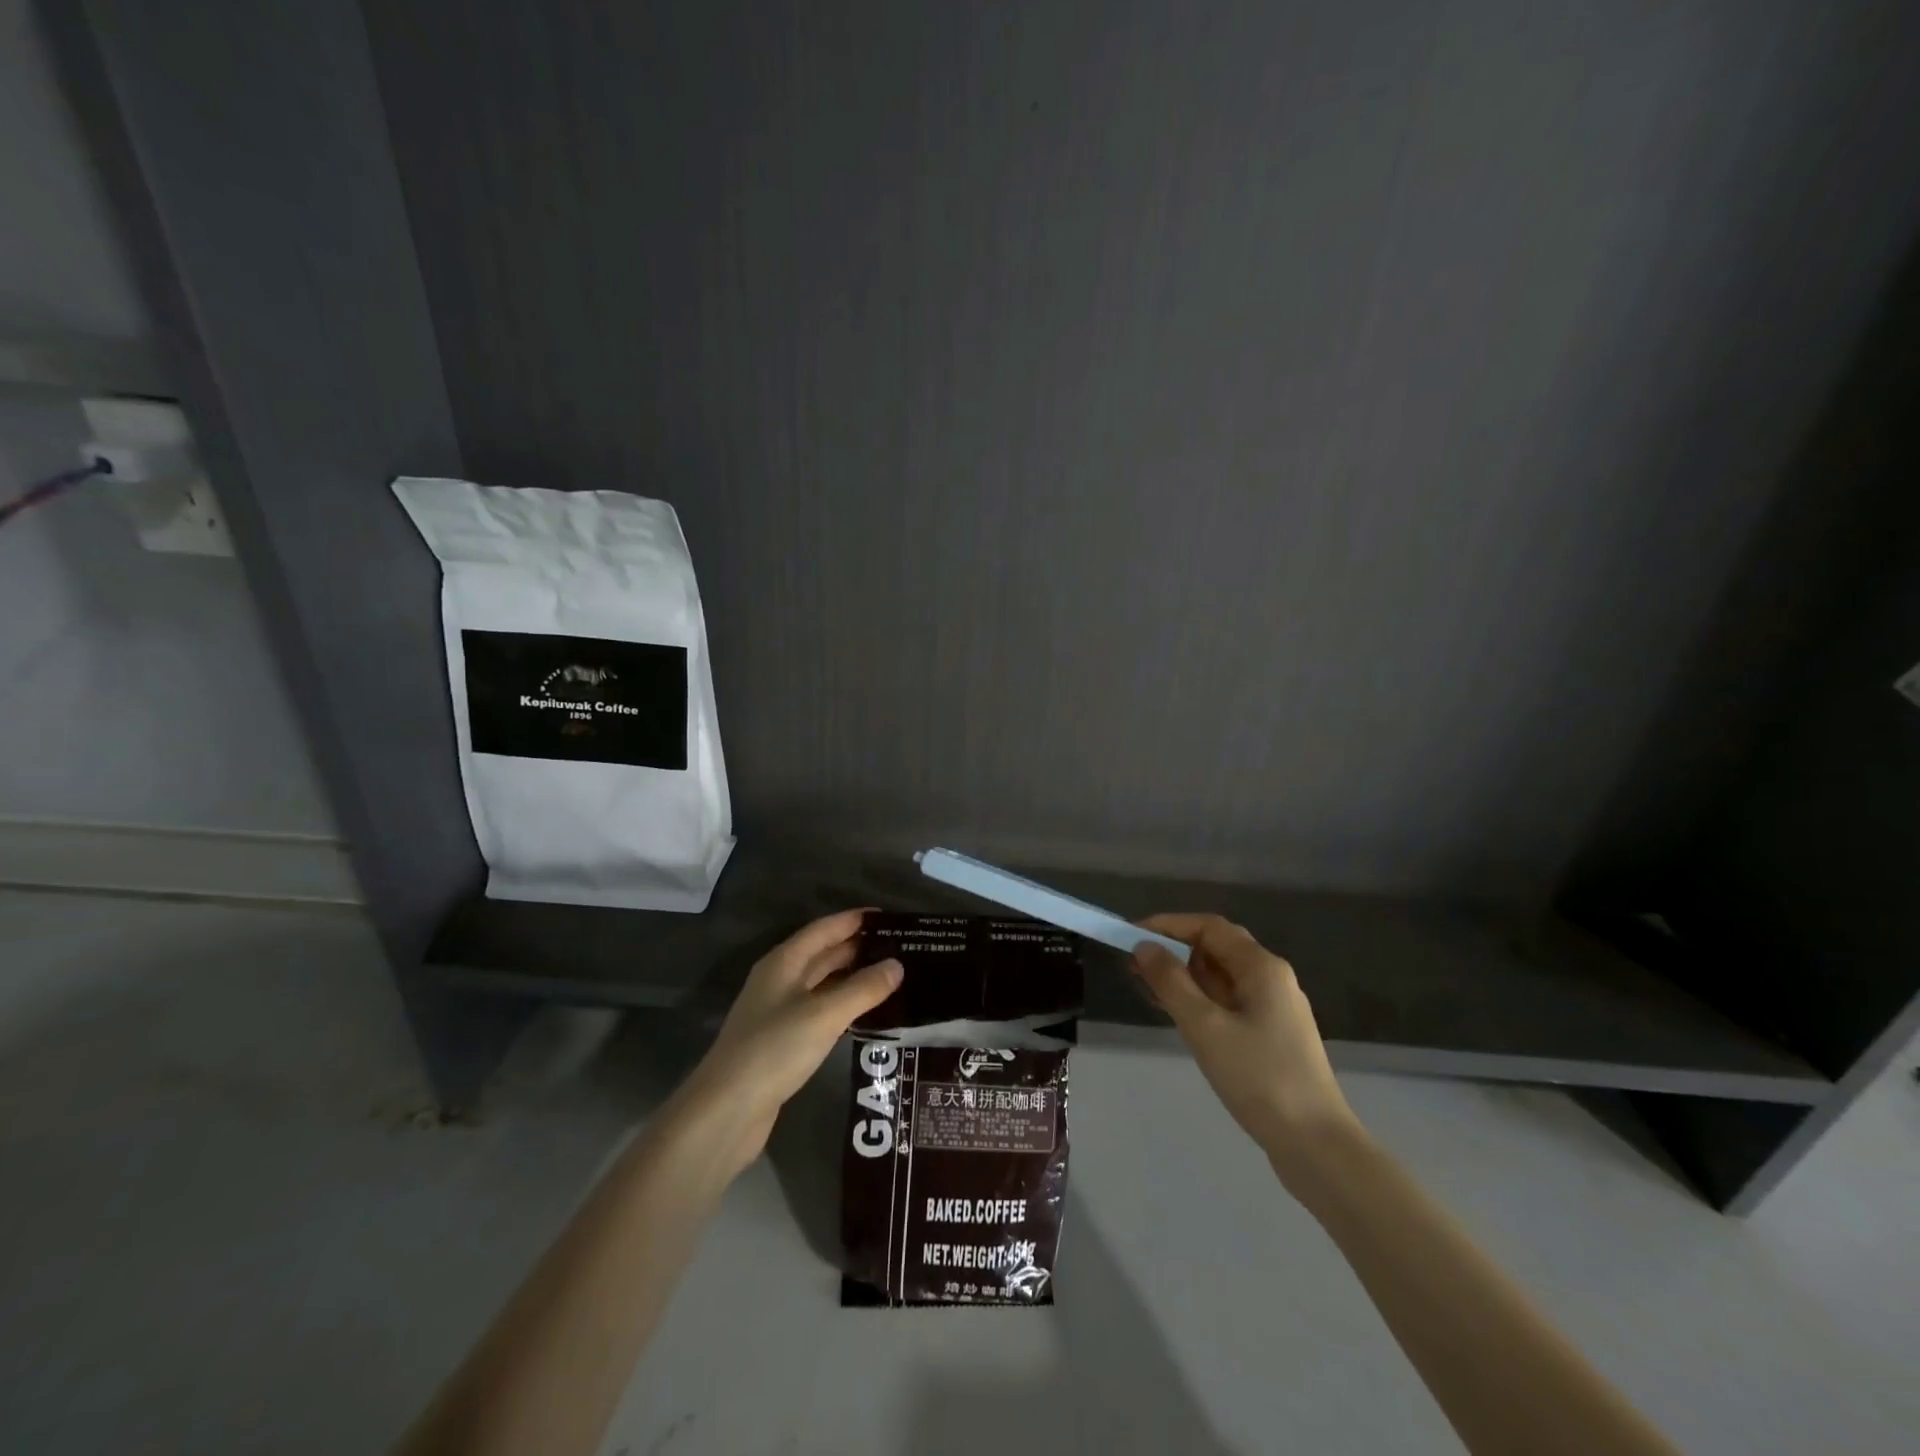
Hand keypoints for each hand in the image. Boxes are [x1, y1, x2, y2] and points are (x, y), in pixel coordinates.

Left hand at [673, 909, 901, 1175]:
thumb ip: (863, 988)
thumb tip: (898, 965)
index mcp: (784, 961)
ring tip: (894, 976)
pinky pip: (821, 1010)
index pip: (825, 928)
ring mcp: (779, 1011)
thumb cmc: (775, 1049)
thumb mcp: (824, 1015)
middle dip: (860, 948)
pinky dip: (845, 1005)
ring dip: (854, 977)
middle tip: (902, 948)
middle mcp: (780, 979)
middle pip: (824, 954)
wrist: (727, 1110)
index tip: (891, 918)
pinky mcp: (783, 1040)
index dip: (856, 920)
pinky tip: (868, 1013)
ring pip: (824, 983)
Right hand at [1132, 914, 1361, 1186]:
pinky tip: (1179, 1017)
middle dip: (1174, 950)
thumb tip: (1144, 947)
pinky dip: (1200, 1000)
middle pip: (1217, 947)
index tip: (1131, 936)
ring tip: (1148, 990)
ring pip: (1222, 976)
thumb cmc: (1259, 1078)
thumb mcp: (1205, 1027)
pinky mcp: (1273, 1035)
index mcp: (1261, 967)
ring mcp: (1275, 1008)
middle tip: (1135, 966)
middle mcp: (1272, 978)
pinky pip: (1230, 1001)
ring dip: (1185, 977)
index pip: (1208, 927)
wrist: (1316, 1145)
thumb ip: (1171, 983)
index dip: (1168, 925)